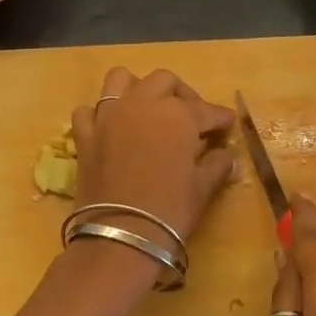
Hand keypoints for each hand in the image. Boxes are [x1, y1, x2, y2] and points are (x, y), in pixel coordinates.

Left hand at [71, 68, 236, 246]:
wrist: (121, 235)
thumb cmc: (171, 210)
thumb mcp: (202, 188)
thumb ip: (218, 165)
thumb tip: (229, 157)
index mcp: (178, 114)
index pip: (206, 110)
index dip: (220, 117)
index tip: (228, 123)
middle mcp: (143, 104)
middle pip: (164, 82)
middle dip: (181, 94)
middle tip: (191, 117)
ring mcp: (109, 116)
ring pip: (121, 80)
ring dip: (137, 88)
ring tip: (148, 109)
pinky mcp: (85, 135)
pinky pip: (88, 111)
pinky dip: (100, 115)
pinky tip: (111, 129)